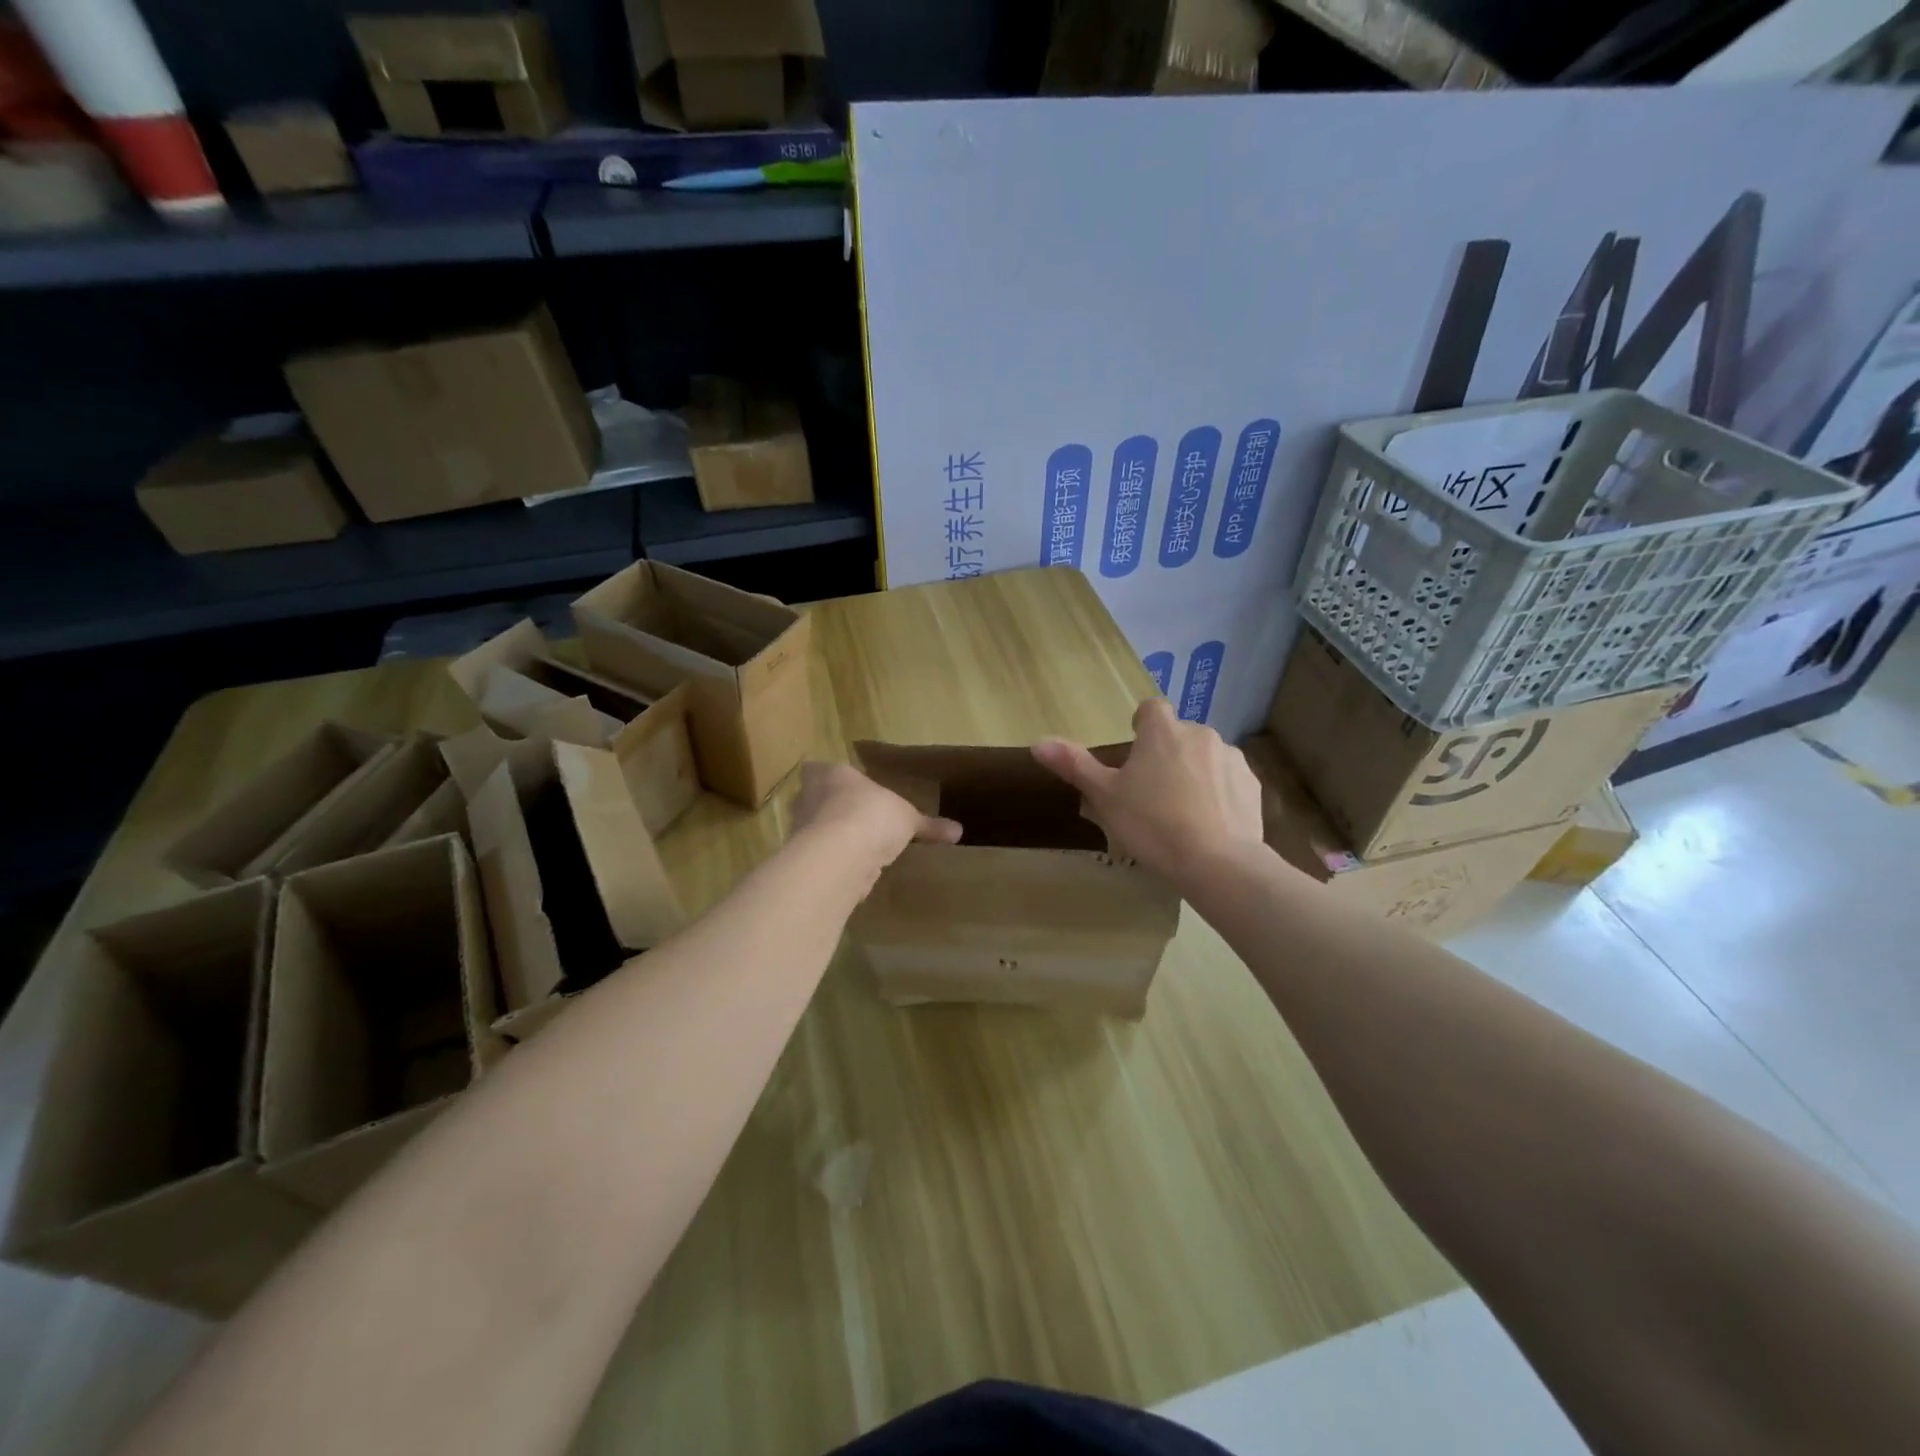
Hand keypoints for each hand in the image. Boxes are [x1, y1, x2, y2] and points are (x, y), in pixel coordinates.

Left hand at [789, 761, 961, 875]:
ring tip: (858, 850)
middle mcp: (807, 798)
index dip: (831, 780)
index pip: (818, 770)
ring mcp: (800, 831)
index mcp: (828, 774)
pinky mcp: (803, 862)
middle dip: (832, 811)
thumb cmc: (871, 814)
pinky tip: (853, 872)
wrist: (839, 855)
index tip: (847, 790)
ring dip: (832, 840)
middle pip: (814, 801)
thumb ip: (929, 825)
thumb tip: (958, 830)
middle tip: (857, 821)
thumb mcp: (908, 818)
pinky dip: (834, 864)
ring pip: (815, 831)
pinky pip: (821, 858)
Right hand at [1032, 698, 1263, 881]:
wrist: (1217, 862)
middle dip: (1166, 755)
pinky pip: (1230, 781)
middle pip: (1178, 735)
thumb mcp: (1105, 797)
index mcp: (1162, 731)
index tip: (1134, 754)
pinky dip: (1219, 794)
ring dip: (1194, 773)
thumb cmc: (1152, 824)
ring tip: (1182, 813)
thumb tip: (1037, 743)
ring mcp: (1232, 759)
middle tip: (1151, 793)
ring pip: (1206, 758)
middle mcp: (1200, 734)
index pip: (1150, 709)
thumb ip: (1074, 766)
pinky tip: (1209, 825)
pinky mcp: (1253, 786)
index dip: (1141, 726)